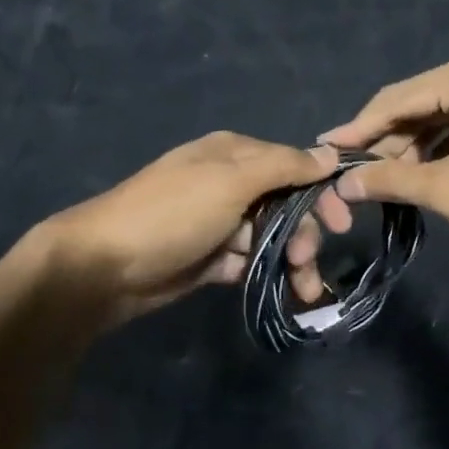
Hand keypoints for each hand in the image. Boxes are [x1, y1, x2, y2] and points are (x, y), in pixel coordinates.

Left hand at [41, 132, 350, 323]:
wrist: (105, 266)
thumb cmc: (173, 214)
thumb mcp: (230, 181)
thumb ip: (283, 167)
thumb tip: (329, 154)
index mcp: (234, 154)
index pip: (292, 166)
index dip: (320, 193)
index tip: (342, 222)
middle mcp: (230, 183)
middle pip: (286, 205)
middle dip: (304, 233)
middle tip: (307, 261)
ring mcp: (220, 222)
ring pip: (272, 237)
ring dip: (292, 261)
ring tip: (303, 291)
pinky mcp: (212, 257)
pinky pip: (251, 261)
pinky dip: (268, 274)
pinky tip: (284, 293)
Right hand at [321, 50, 448, 257]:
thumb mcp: (448, 189)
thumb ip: (390, 181)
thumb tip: (343, 184)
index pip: (397, 98)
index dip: (358, 128)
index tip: (325, 148)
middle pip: (419, 104)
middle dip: (387, 142)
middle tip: (353, 173)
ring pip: (441, 117)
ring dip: (412, 149)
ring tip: (384, 182)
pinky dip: (440, 149)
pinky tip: (421, 174)